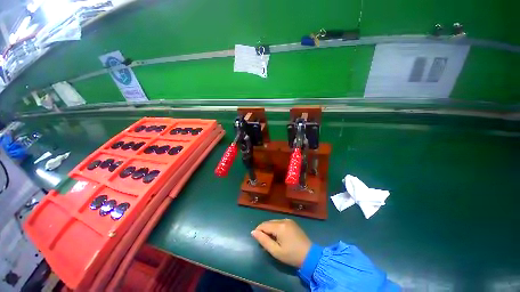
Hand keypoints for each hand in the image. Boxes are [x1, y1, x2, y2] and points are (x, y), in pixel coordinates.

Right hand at [251, 219, 310, 267]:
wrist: (310, 255)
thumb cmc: (291, 255)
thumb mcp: (275, 251)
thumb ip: (263, 240)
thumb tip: (253, 232)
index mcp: (279, 226)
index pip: (264, 225)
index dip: (258, 231)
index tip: (257, 239)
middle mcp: (283, 220)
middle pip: (269, 222)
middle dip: (264, 230)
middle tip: (264, 242)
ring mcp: (288, 220)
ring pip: (274, 222)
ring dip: (270, 229)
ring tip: (271, 240)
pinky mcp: (292, 222)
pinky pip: (280, 222)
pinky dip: (276, 227)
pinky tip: (278, 236)